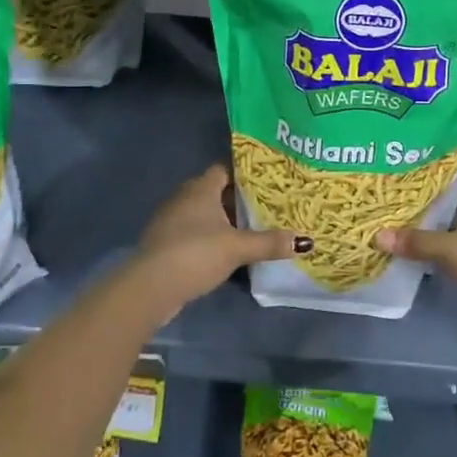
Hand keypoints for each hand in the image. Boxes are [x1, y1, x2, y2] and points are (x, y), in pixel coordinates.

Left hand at [121, 164, 307, 318]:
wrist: (151, 286)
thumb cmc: (196, 253)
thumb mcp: (237, 248)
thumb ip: (269, 243)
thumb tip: (304, 240)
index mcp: (200, 188)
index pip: (224, 170)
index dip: (244, 175)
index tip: (266, 183)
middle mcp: (183, 197)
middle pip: (214, 192)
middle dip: (236, 200)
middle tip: (264, 208)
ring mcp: (170, 221)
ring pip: (202, 214)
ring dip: (221, 221)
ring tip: (248, 231)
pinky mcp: (164, 243)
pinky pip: (191, 233)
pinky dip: (207, 238)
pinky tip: (223, 252)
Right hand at [375, 160, 456, 344]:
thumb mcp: (452, 248)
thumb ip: (417, 241)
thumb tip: (378, 236)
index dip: (447, 152)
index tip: (419, 147)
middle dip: (436, 184)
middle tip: (403, 177)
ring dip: (441, 212)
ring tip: (407, 206)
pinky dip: (447, 236)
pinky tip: (424, 238)